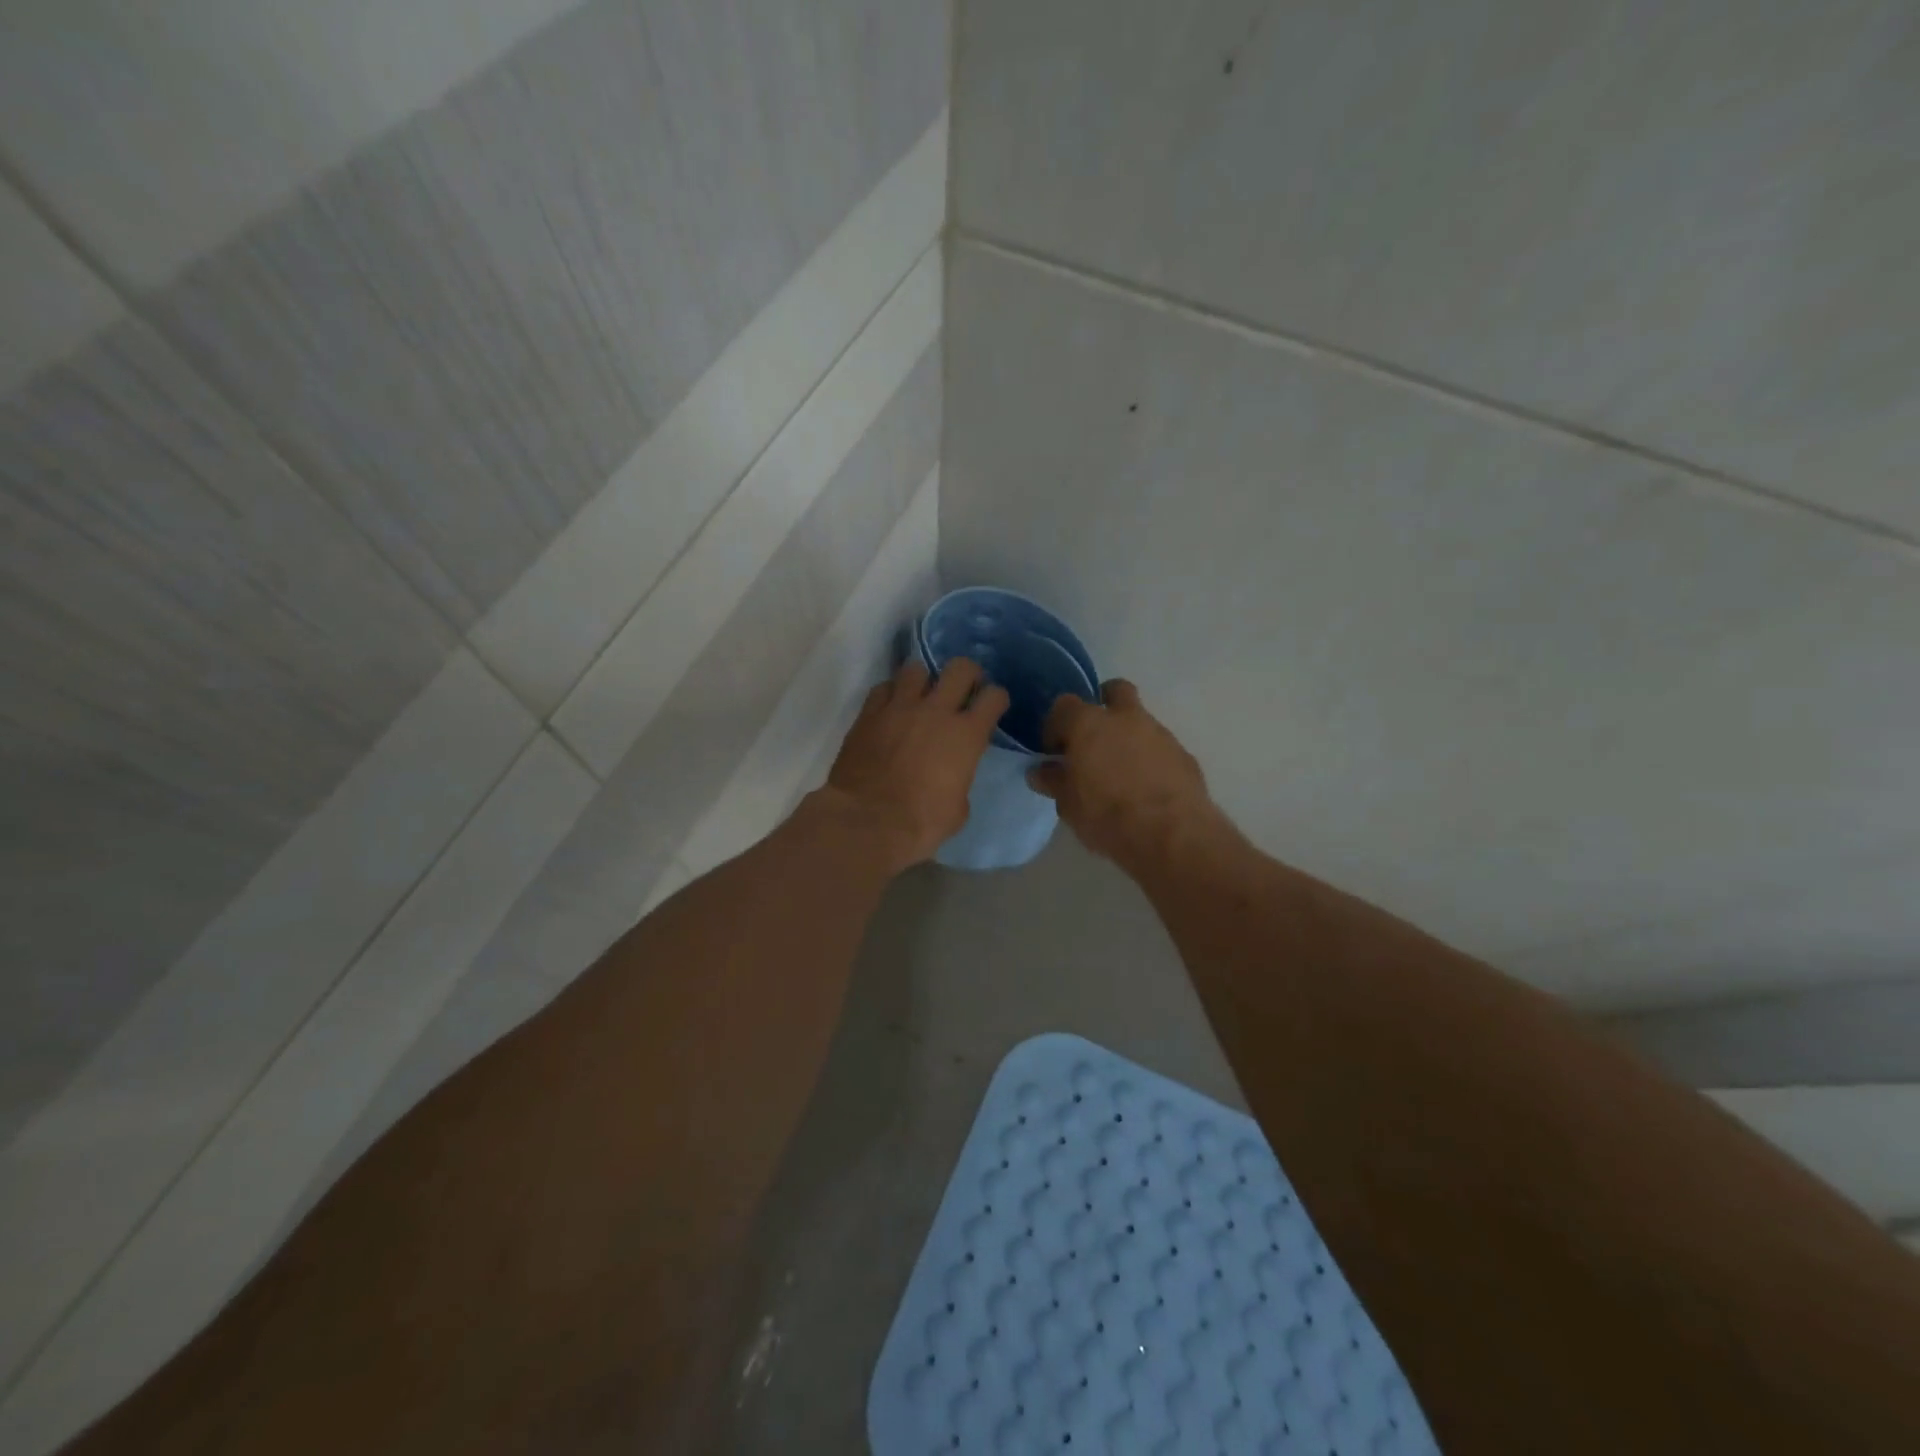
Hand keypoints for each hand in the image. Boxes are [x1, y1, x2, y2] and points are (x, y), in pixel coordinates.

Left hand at [818, 657, 1008, 872]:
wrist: (867, 821)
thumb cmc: (920, 822)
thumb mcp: (958, 809)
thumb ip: (960, 780)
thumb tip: (952, 776)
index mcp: (966, 735)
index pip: (994, 697)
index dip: (996, 699)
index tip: (991, 707)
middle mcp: (936, 711)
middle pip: (960, 668)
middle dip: (966, 674)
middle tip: (962, 689)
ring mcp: (899, 707)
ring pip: (916, 669)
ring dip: (923, 681)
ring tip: (920, 697)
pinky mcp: (869, 713)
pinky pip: (884, 688)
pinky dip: (891, 694)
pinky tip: (891, 709)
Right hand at [1028, 679, 1218, 864]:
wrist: (1171, 835)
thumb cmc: (1108, 816)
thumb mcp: (1069, 805)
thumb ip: (1054, 781)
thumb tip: (1041, 772)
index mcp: (1089, 724)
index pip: (1063, 706)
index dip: (1055, 726)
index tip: (1054, 751)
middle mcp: (1125, 718)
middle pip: (1114, 691)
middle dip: (1103, 704)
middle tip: (1093, 737)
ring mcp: (1159, 733)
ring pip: (1140, 720)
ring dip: (1128, 736)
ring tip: (1120, 772)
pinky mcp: (1184, 754)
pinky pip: (1160, 747)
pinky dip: (1150, 759)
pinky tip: (1146, 787)